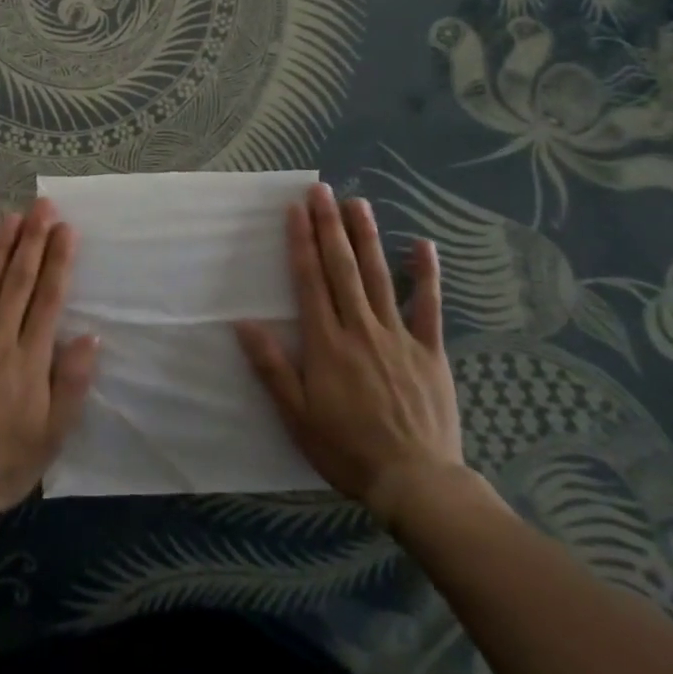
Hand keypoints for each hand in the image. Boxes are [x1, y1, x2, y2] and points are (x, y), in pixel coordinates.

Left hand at [0, 200, 99, 530]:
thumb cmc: (3, 464)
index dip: (59, 261)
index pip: (49, 299)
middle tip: (42, 206)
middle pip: (19, 282)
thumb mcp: (52, 436)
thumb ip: (71, 384)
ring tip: (11, 217)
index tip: (67, 229)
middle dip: (33, 241)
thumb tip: (91, 337)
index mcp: (29, 359)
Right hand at [235, 183, 469, 530]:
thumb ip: (272, 368)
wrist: (416, 482)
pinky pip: (428, 306)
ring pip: (379, 276)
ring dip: (367, 237)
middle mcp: (360, 328)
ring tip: (358, 203)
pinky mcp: (429, 350)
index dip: (300, 242)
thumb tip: (243, 324)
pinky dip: (425, 275)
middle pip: (342, 268)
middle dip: (330, 226)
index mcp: (326, 343)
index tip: (295, 210)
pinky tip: (422, 245)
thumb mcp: (297, 416)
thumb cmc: (347, 449)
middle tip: (323, 191)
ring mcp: (398, 336)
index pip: (309, 280)